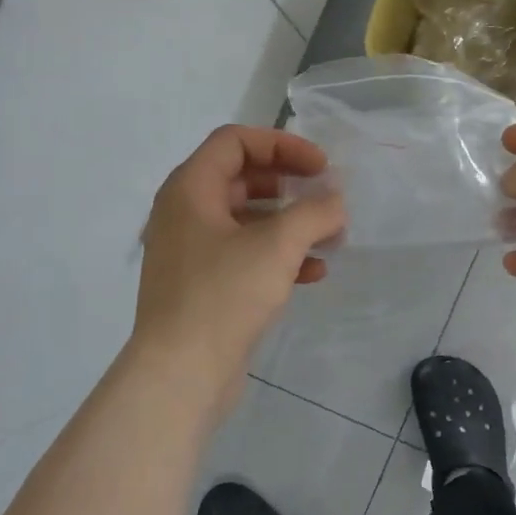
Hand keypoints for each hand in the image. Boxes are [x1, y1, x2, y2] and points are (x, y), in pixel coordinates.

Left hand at [132, 126, 345, 408]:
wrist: (180, 373)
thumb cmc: (223, 295)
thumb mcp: (277, 246)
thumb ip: (314, 213)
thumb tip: (335, 202)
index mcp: (190, 189)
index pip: (236, 141)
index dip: (283, 145)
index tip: (322, 167)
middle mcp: (185, 213)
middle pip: (243, 178)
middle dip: (290, 185)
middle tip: (326, 197)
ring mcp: (193, 252)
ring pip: (248, 221)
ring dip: (291, 224)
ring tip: (330, 237)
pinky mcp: (204, 286)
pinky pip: (245, 256)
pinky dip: (279, 257)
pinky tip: (314, 273)